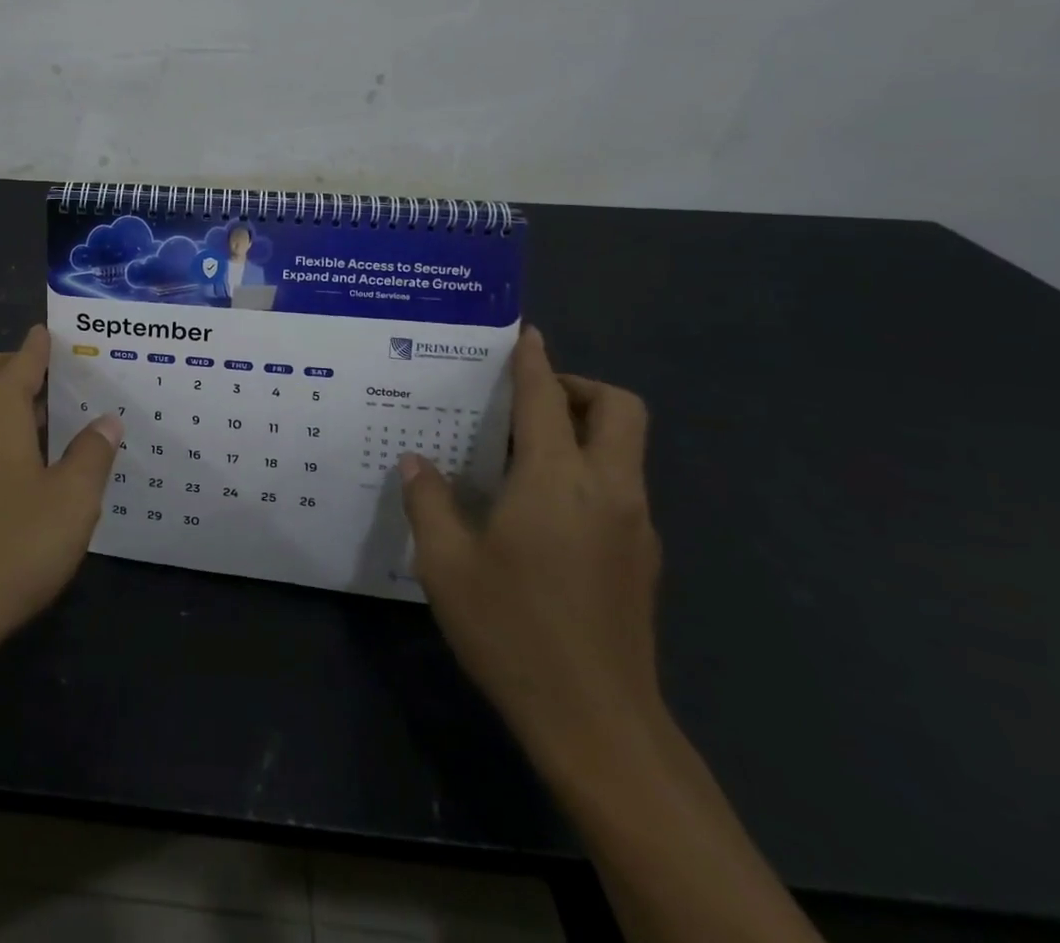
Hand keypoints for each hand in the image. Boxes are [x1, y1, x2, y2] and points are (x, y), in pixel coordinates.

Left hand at [0, 326, 121, 659]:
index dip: (40, 345)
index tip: (52, 332)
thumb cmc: (13, 546)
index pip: (22, 359)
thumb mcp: (73, 500)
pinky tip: (3, 468)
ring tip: (34, 422)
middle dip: (15, 366)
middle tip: (52, 379)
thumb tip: (106, 421)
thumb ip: (92, 453)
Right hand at [400, 327, 662, 776]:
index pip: (547, 398)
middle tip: (528, 401)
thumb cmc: (513, 631)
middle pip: (618, 410)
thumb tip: (416, 463)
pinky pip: (620, 486)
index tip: (525, 333)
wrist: (598, 725)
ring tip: (524, 453)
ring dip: (585, 429)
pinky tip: (543, 509)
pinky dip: (589, 471)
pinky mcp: (642, 559)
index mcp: (557, 481)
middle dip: (579, 388)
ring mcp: (634, 526)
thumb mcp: (447, 565)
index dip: (535, 360)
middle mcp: (607, 490)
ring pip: (625, 449)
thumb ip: (428, 502)